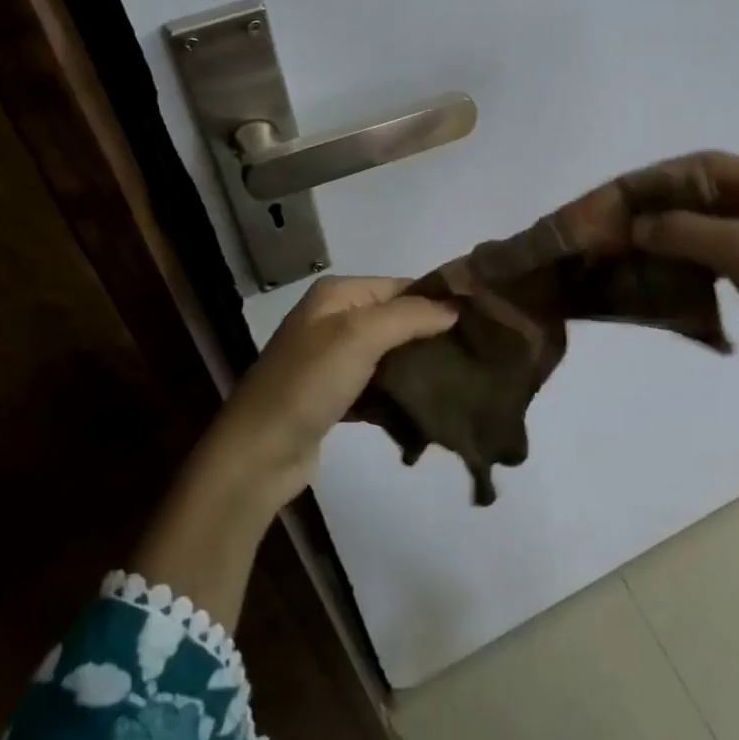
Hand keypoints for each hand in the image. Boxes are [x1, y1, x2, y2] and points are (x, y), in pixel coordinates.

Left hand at [203, 276, 457, 509]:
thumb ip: (410, 315)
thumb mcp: (360, 336)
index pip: (402, 286)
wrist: (258, 453)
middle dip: (433, 335)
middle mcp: (335, 319)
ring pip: (391, 354)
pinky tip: (428, 406)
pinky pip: (379, 385)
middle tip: (475, 355)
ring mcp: (334, 359)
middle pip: (398, 319)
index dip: (439, 300)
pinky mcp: (336, 395)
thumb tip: (456, 307)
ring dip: (419, 367)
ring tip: (461, 380)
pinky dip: (400, 393)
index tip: (480, 321)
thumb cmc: (308, 382)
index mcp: (338, 294)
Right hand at [628, 151, 738, 396]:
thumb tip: (637, 225)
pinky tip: (672, 270)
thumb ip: (681, 229)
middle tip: (626, 222)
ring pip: (716, 224)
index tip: (625, 194)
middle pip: (709, 192)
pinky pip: (726, 253)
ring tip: (640, 246)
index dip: (661, 176)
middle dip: (666, 206)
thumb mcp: (738, 247)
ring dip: (678, 233)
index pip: (706, 164)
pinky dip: (696, 256)